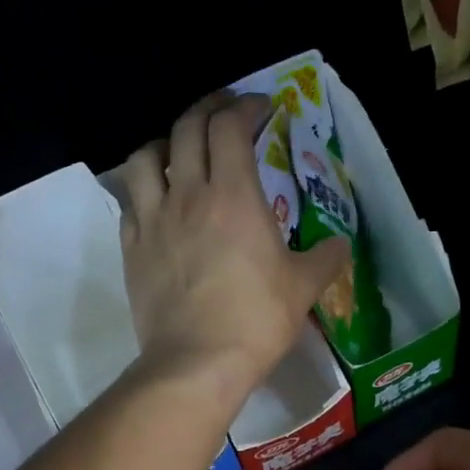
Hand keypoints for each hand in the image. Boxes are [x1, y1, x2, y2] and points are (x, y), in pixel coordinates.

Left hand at [118, 92, 349, 404]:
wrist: (197, 362)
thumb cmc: (255, 320)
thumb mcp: (303, 288)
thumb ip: (325, 259)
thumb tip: (340, 246)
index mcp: (233, 195)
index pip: (231, 126)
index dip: (246, 106)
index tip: (262, 107)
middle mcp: (188, 195)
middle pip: (187, 127)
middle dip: (208, 107)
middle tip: (225, 110)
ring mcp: (153, 220)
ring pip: (144, 157)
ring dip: (163, 142)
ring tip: (178, 149)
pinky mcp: (131, 247)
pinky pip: (130, 201)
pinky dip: (143, 189)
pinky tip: (157, 201)